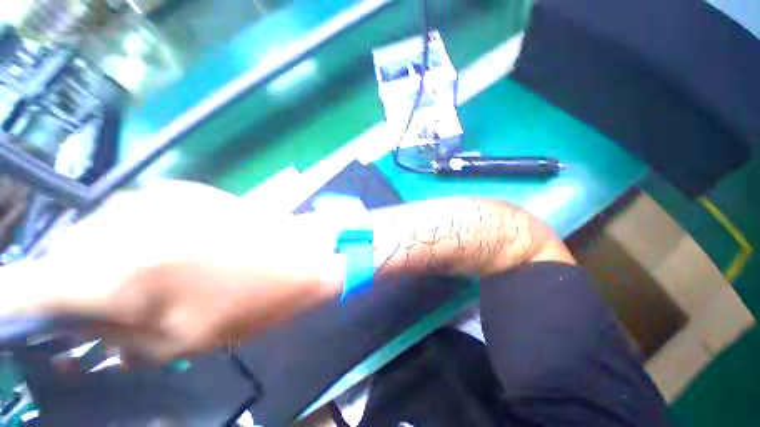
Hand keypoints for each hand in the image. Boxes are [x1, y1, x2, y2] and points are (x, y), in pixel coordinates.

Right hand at [1, 181, 343, 361]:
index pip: (27, 285)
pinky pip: (137, 217)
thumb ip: (121, 337)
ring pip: (100, 232)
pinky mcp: (185, 188)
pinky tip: (173, 251)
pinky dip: (138, 238)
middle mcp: (122, 223)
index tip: (14, 312)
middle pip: (64, 255)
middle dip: (73, 283)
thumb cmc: (256, 300)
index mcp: (118, 274)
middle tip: (101, 305)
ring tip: (146, 278)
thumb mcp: (182, 340)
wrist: (306, 253)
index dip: (12, 300)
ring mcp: (156, 198)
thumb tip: (83, 329)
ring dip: (108, 259)